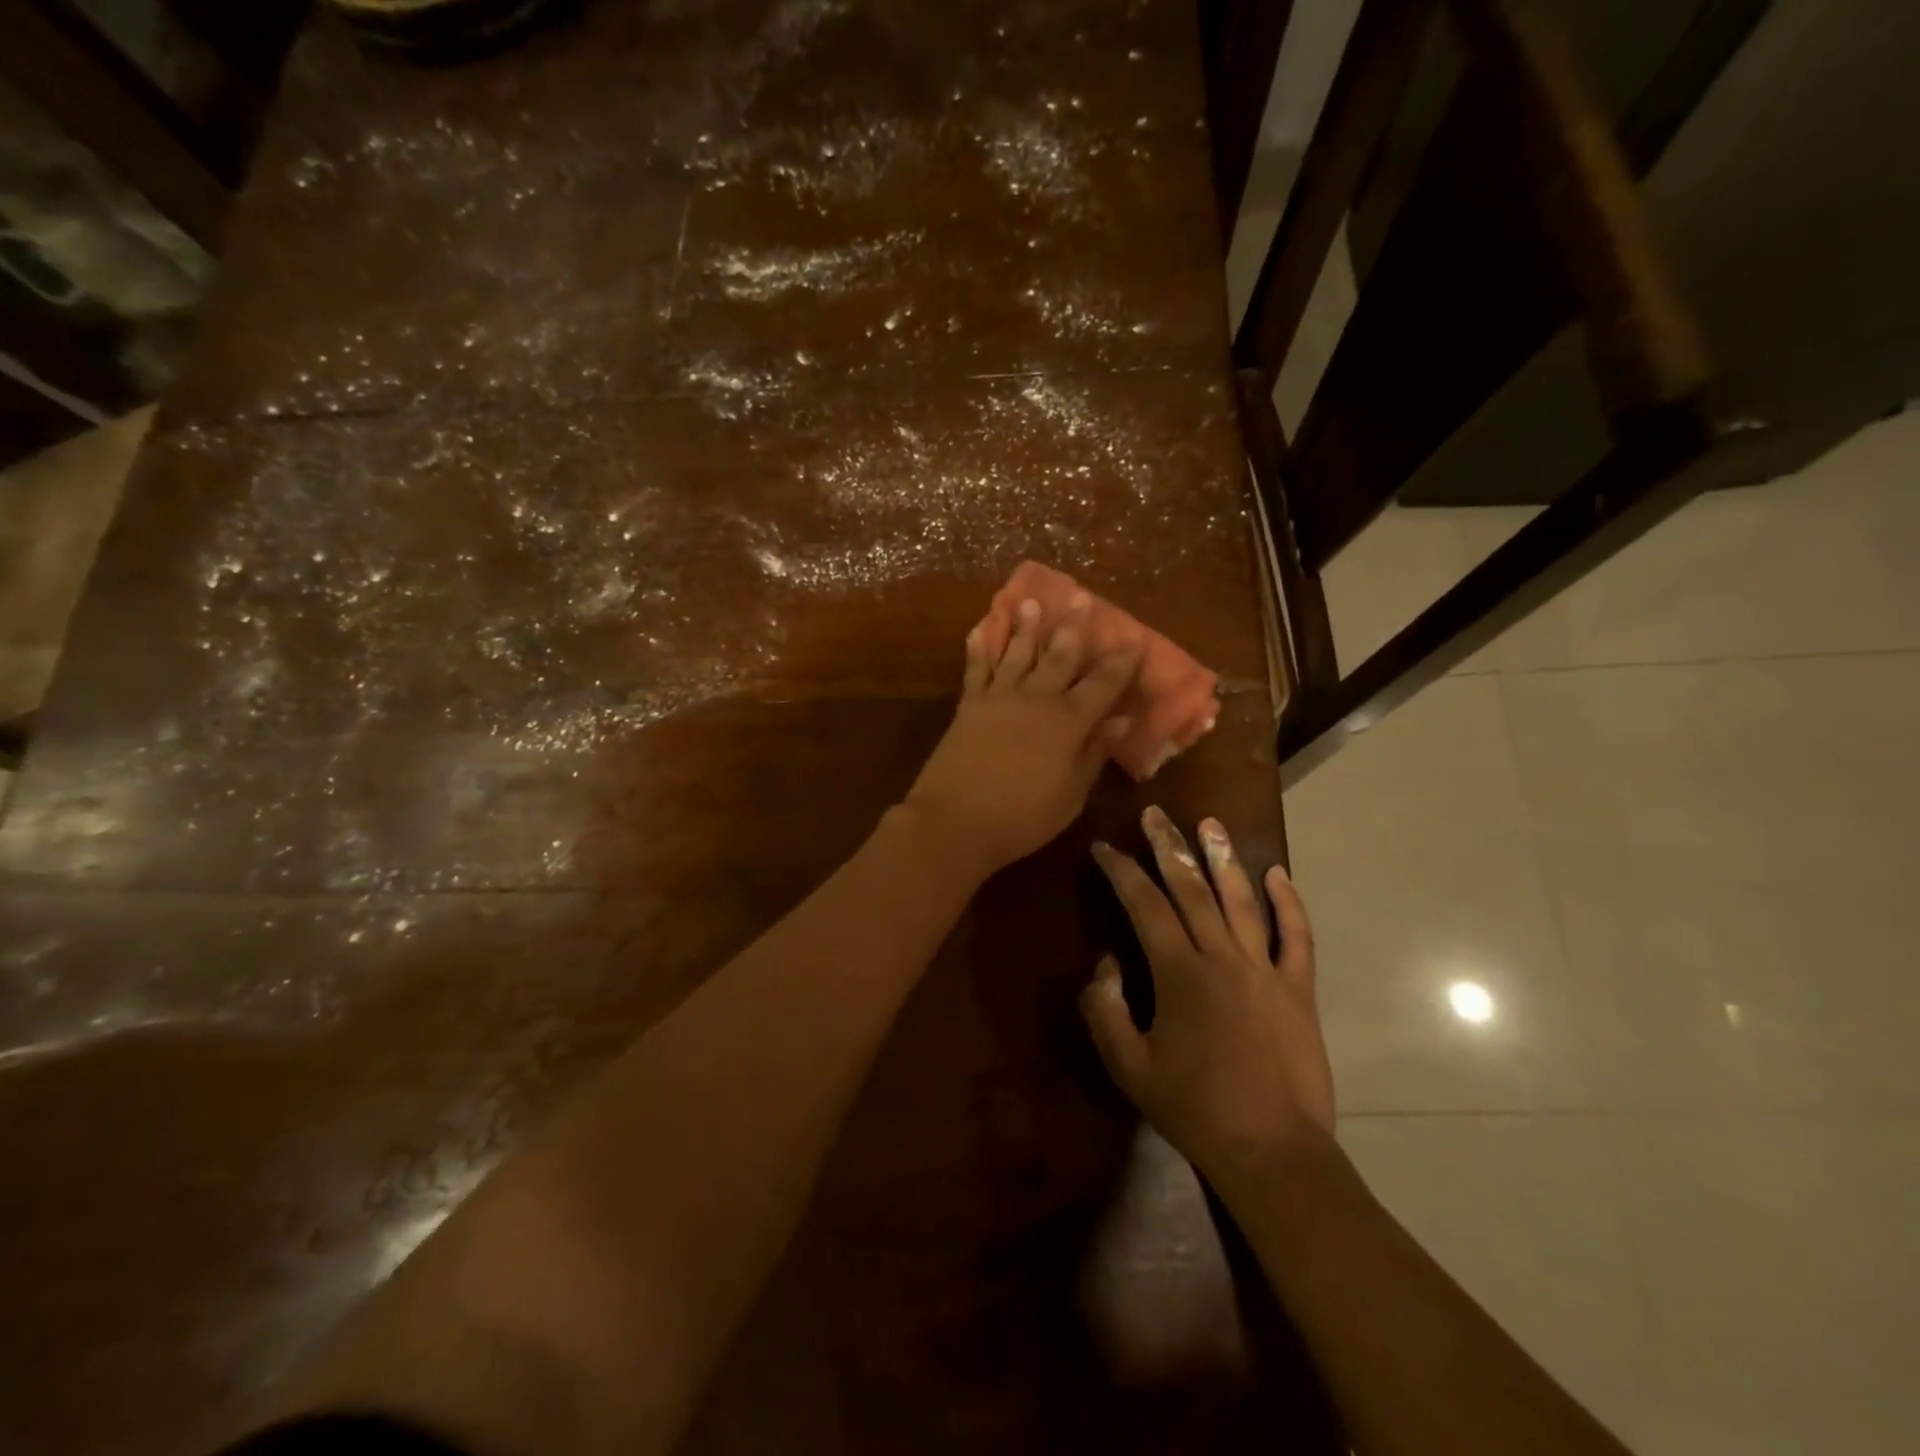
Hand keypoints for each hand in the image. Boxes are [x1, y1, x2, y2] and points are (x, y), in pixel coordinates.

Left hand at [902, 595, 1140, 878]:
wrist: (955, 822)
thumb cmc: (1022, 818)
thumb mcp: (1071, 795)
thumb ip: (1094, 754)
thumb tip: (1121, 720)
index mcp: (1068, 723)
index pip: (1102, 684)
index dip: (1120, 661)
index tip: (1133, 638)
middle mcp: (1036, 700)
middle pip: (1059, 656)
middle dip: (1073, 627)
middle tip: (1080, 597)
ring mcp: (998, 699)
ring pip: (1017, 653)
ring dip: (1026, 627)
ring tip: (1032, 601)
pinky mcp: (968, 706)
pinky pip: (975, 669)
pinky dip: (978, 648)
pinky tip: (979, 629)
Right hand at [1083, 808, 1334, 1190]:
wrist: (1271, 1151)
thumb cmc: (1193, 1108)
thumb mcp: (1129, 1066)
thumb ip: (1106, 1010)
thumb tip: (1105, 964)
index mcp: (1179, 973)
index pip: (1144, 905)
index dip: (1121, 871)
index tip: (1104, 847)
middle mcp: (1222, 958)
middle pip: (1191, 889)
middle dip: (1168, 847)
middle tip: (1155, 814)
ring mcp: (1265, 970)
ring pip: (1241, 901)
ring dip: (1223, 859)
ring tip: (1210, 823)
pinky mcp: (1298, 989)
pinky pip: (1297, 937)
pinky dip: (1289, 903)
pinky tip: (1278, 874)